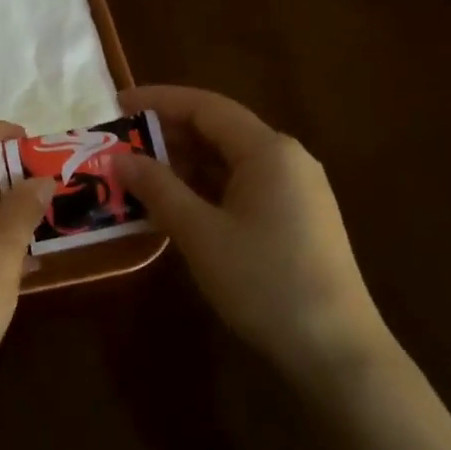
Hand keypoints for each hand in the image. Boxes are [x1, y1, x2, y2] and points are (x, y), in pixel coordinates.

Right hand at [116, 85, 393, 375]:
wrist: (335, 349)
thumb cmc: (264, 281)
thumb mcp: (201, 233)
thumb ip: (159, 189)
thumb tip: (120, 158)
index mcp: (268, 150)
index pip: (205, 106)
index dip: (158, 101)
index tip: (115, 106)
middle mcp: (286, 159)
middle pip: (218, 131)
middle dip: (166, 136)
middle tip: (118, 147)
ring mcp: (295, 190)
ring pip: (229, 162)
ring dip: (184, 166)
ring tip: (137, 177)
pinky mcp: (296, 219)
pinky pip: (242, 188)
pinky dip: (205, 190)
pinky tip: (175, 207)